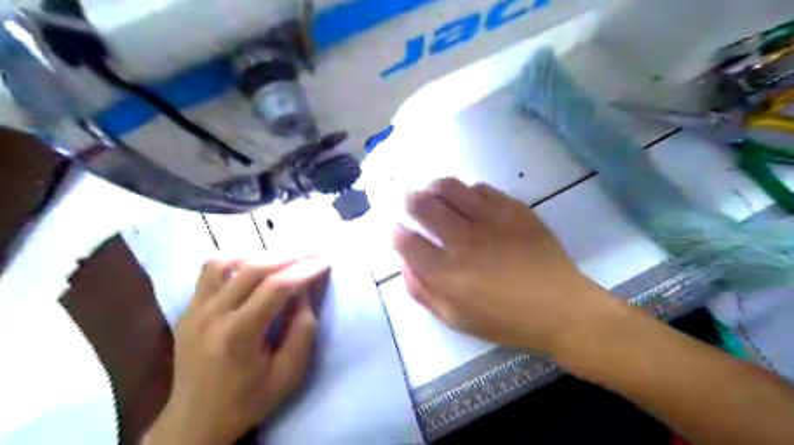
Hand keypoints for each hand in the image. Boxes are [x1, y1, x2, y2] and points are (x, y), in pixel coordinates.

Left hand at [143, 253, 328, 444]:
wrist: (195, 421)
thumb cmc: (248, 400)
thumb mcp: (288, 374)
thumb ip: (302, 331)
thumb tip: (304, 293)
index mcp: (238, 335)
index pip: (276, 287)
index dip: (305, 270)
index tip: (325, 261)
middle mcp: (212, 315)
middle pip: (254, 268)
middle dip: (290, 256)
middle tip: (313, 252)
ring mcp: (195, 310)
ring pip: (226, 261)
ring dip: (260, 254)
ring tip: (283, 259)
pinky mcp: (188, 309)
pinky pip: (209, 271)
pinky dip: (234, 261)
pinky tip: (251, 266)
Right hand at [394, 177, 616, 353]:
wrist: (559, 308)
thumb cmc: (504, 320)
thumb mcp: (455, 319)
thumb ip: (423, 292)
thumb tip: (405, 264)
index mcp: (446, 274)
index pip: (407, 242)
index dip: (396, 232)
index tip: (395, 229)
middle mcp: (464, 241)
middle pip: (423, 206)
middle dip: (409, 200)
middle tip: (408, 200)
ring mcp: (490, 221)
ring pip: (449, 188)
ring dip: (433, 187)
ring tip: (431, 191)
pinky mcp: (514, 210)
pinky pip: (481, 188)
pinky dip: (466, 190)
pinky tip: (466, 198)